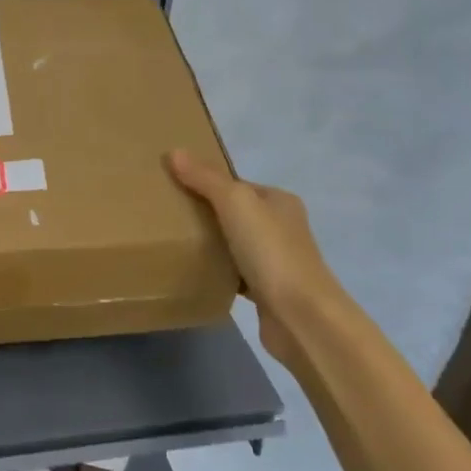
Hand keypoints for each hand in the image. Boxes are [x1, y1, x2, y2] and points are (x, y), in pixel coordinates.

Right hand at [166, 150, 344, 365]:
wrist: (301, 318)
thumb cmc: (271, 251)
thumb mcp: (235, 203)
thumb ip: (205, 178)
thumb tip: (174, 152)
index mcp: (279, 201)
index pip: (238, 184)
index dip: (207, 183)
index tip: (175, 188)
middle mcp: (283, 227)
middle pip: (237, 213)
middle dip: (207, 213)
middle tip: (170, 216)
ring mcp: (278, 262)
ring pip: (237, 244)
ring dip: (214, 244)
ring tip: (177, 243)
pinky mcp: (269, 292)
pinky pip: (237, 274)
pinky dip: (220, 272)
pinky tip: (198, 274)